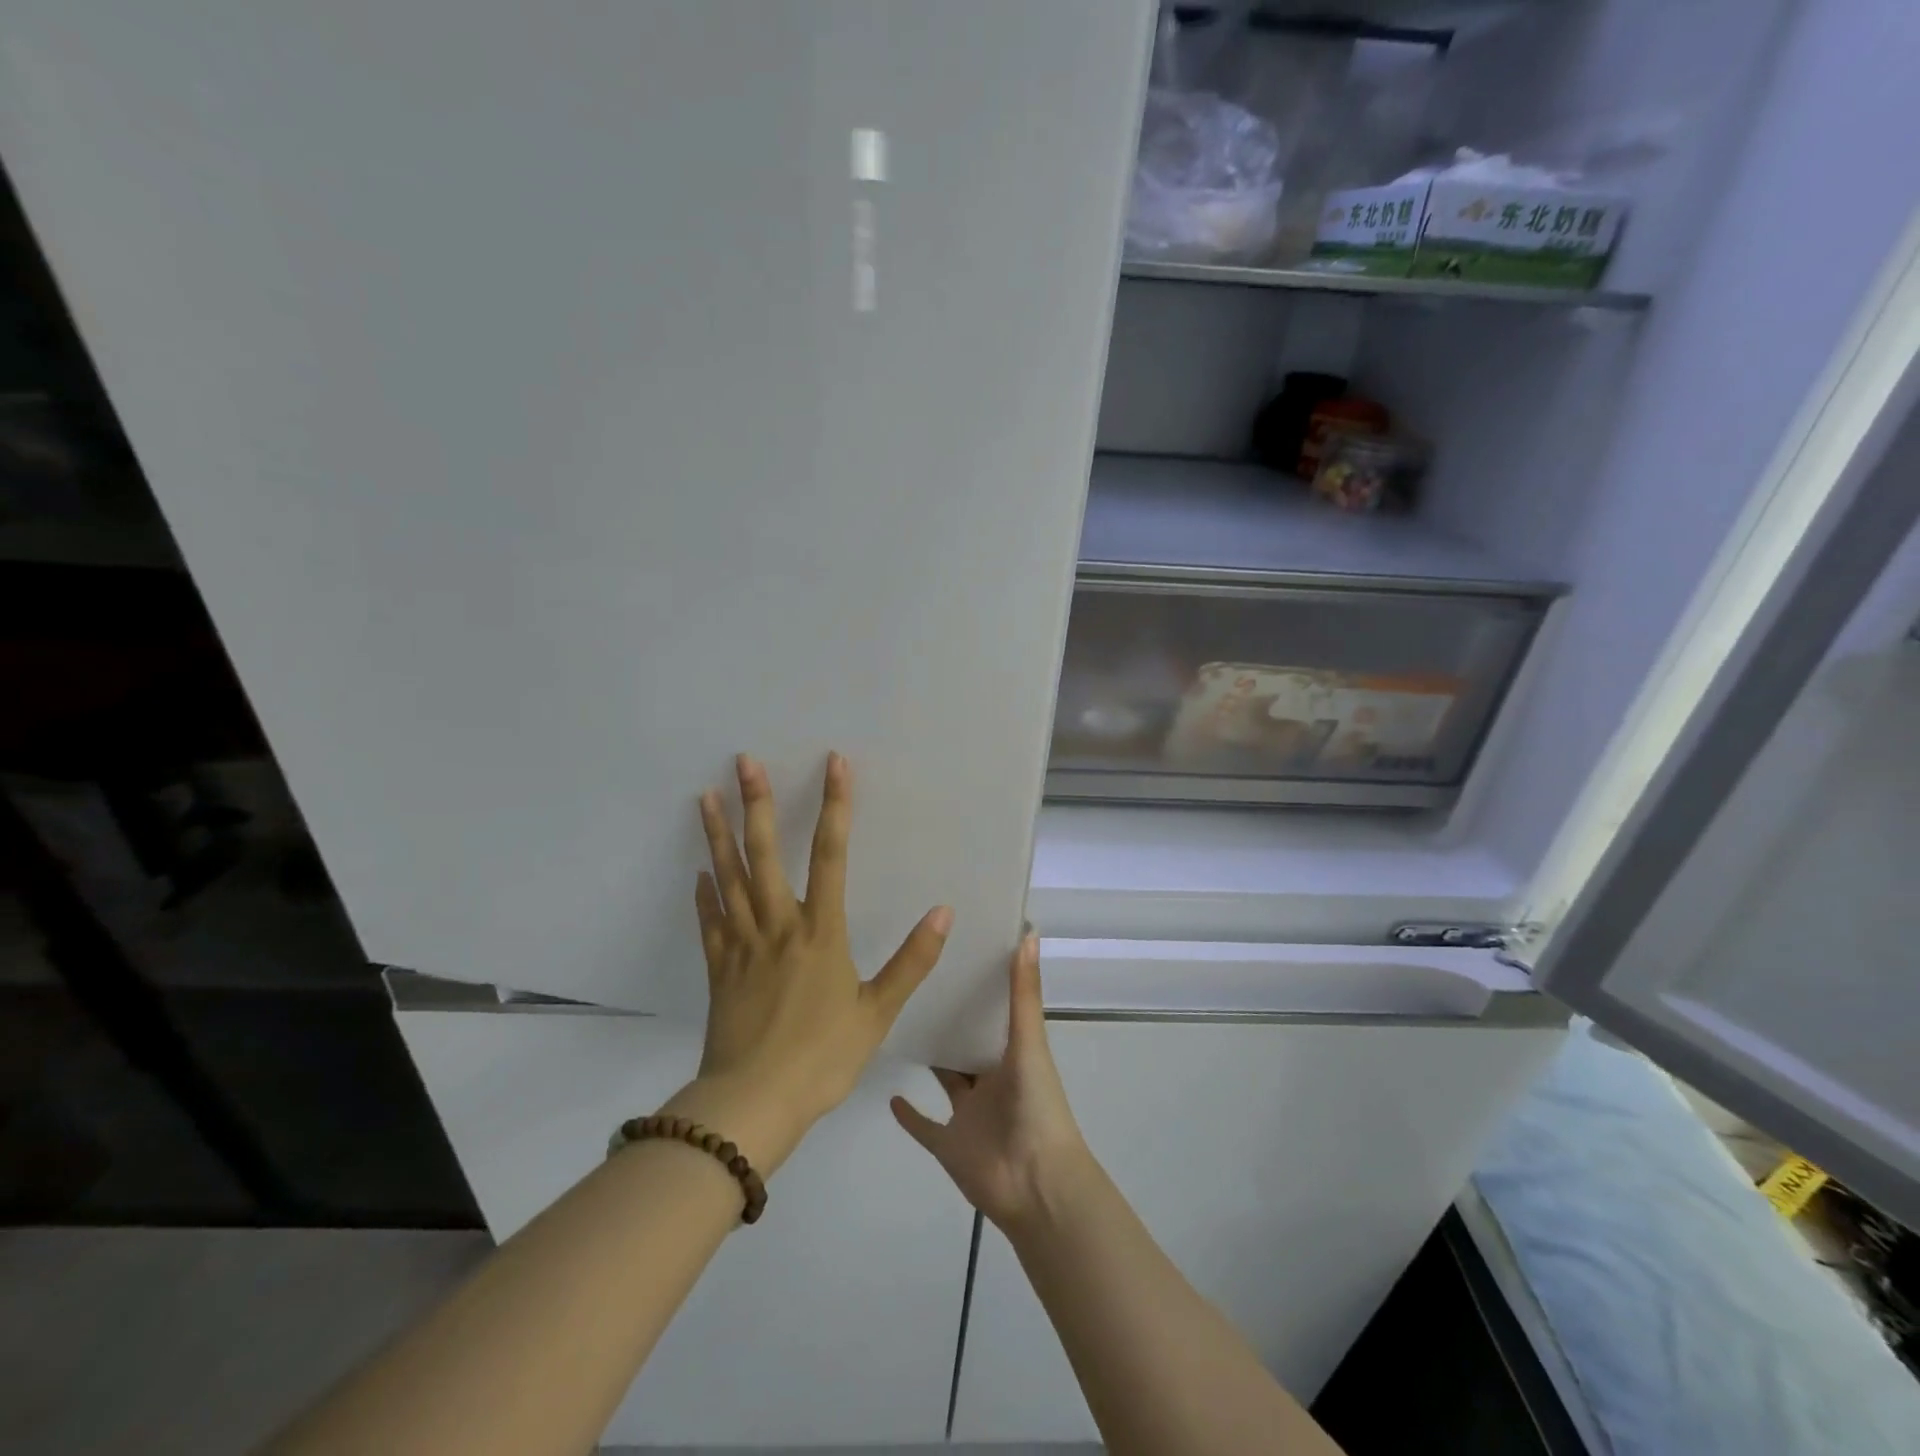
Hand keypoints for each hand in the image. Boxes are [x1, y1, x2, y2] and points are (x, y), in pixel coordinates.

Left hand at [665, 752, 951, 1175]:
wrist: (753, 1104)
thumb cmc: (822, 1057)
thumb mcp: (878, 1013)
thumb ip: (911, 961)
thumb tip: (943, 912)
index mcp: (820, 932)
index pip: (831, 855)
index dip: (835, 806)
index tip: (834, 764)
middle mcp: (778, 926)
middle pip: (765, 853)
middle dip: (757, 804)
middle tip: (743, 761)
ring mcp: (742, 945)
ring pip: (729, 878)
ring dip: (719, 835)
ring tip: (705, 796)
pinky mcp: (718, 969)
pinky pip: (710, 922)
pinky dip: (705, 894)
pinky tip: (700, 872)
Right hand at [890, 935, 1095, 1232]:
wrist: (1035, 1185)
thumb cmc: (1036, 1107)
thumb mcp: (1029, 1043)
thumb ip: (1024, 992)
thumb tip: (1029, 931)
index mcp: (1011, 1056)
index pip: (991, 1015)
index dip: (977, 988)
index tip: (953, 954)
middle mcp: (989, 1081)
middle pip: (965, 1045)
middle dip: (948, 1019)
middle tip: (914, 982)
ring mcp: (968, 1116)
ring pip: (946, 1080)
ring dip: (930, 1058)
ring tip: (897, 1024)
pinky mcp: (948, 1146)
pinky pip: (924, 1127)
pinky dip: (909, 1114)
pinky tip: (888, 1092)